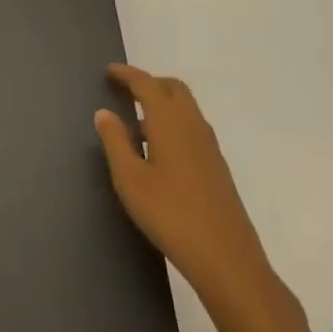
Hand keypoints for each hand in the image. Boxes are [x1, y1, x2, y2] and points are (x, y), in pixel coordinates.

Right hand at [94, 63, 276, 312]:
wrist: (227, 260)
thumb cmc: (170, 214)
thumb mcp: (130, 179)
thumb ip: (115, 141)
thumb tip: (105, 112)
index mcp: (170, 122)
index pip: (147, 84)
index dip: (127, 74)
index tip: (109, 71)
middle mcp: (193, 126)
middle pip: (174, 89)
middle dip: (150, 82)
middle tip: (126, 90)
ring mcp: (210, 147)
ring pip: (187, 108)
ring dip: (164, 103)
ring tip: (138, 121)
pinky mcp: (218, 167)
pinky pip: (193, 128)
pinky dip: (174, 123)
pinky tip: (160, 151)